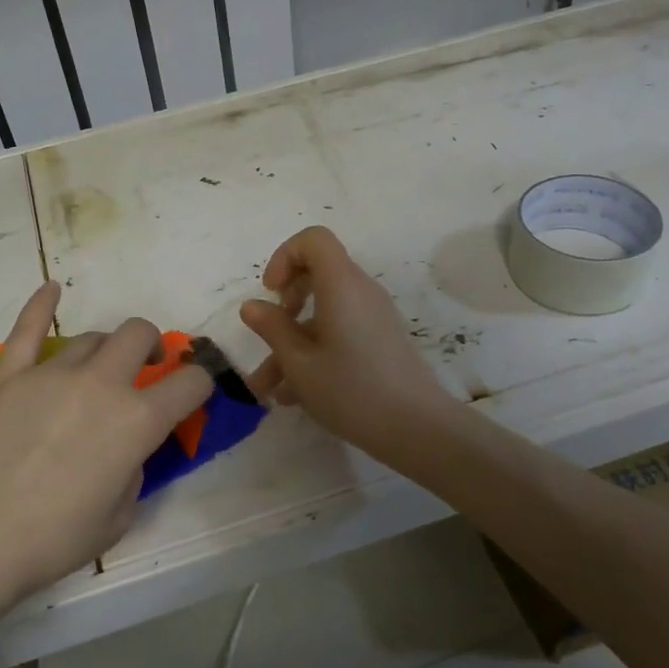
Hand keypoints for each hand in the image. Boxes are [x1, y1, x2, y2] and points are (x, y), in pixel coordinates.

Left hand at [0, 282, 212, 597]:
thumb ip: (133, 468)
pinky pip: (28, 329)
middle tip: (145, 366)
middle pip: (138, 334)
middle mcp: (102, 384)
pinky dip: (41, 306)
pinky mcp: (10, 375)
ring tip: (97, 368)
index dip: (199, 384)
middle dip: (151, 345)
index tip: (192, 393)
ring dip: (104, 349)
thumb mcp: (120, 515)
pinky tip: (50, 289)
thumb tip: (124, 448)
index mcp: (138, 420)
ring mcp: (52, 373)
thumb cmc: (56, 538)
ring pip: (91, 337)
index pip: (190, 383)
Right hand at [240, 227, 459, 467]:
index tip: (271, 293)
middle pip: (318, 274)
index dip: (284, 257)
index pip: (313, 239)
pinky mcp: (380, 341)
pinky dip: (314, 352)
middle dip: (285, 302)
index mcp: (341, 285)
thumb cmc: (351, 391)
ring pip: (323, 313)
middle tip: (272, 332)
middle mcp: (360, 292)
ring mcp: (373, 317)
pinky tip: (293, 396)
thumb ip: (272, 329)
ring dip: (292, 342)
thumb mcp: (299, 363)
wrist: (416, 428)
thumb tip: (252, 306)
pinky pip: (339, 332)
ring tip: (267, 386)